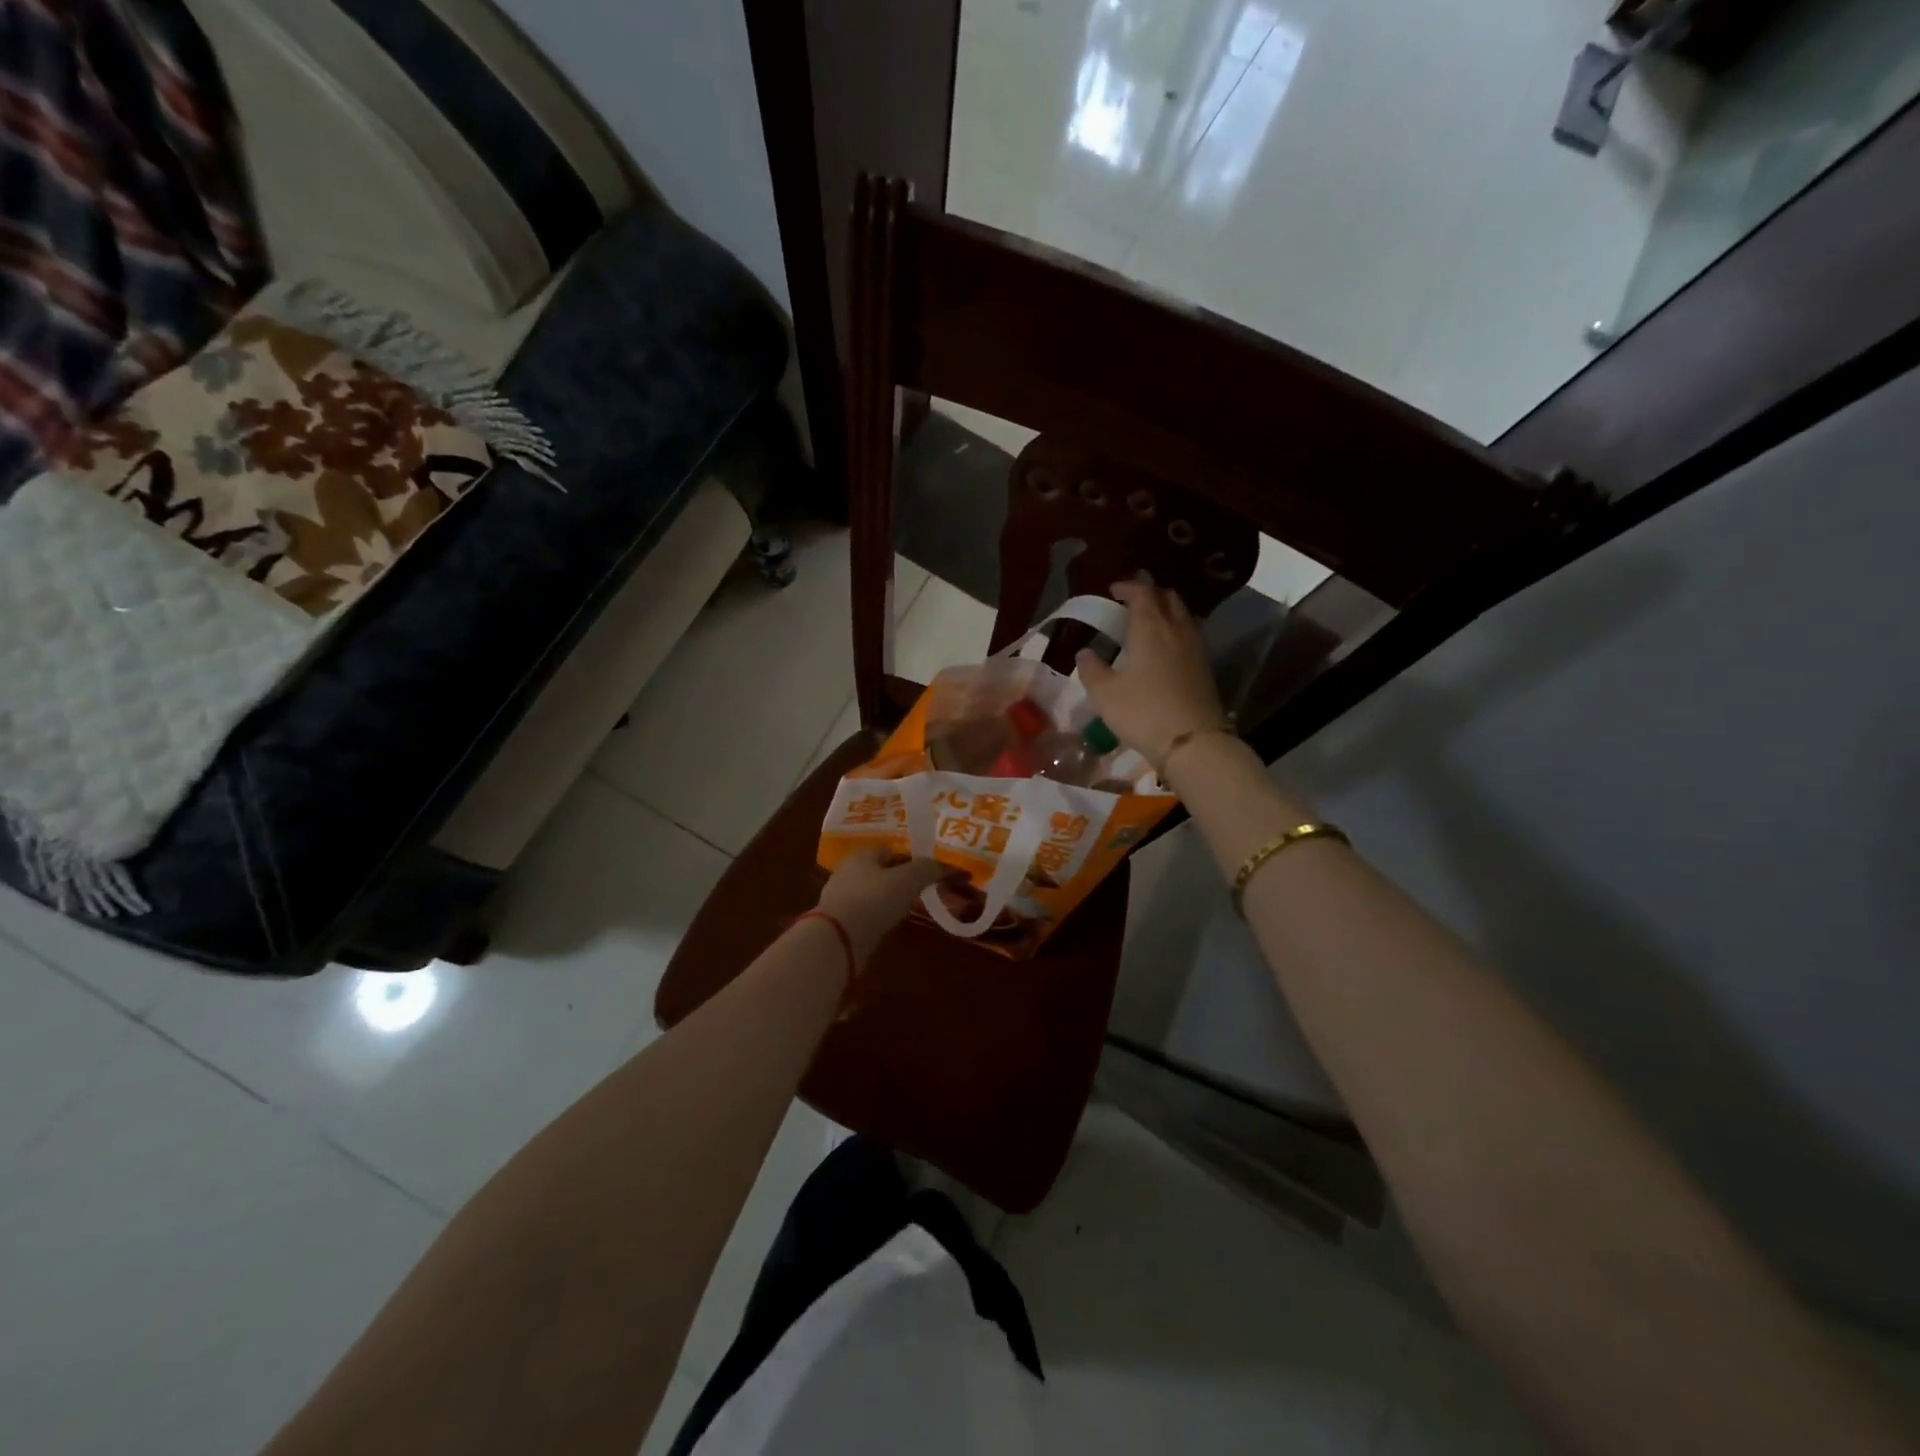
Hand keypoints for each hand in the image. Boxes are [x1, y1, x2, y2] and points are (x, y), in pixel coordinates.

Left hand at [816, 850, 949, 963]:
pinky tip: (893, 926)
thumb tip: (951, 868)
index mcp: (863, 854)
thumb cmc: (872, 900)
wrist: (836, 941)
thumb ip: (929, 869)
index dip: (915, 858)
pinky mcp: (841, 922)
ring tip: (913, 910)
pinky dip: (881, 917)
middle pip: (884, 871)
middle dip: (904, 879)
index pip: (894, 849)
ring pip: (876, 893)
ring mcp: (842, 898)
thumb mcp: (908, 879)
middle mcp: (849, 871)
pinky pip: (868, 914)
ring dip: (892, 900)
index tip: (933, 873)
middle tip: (927, 891)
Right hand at [1077, 580, 1228, 772]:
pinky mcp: (1206, 666)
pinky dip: (1175, 631)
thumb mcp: (1105, 694)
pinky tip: (1164, 649)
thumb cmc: (1142, 712)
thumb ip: (1091, 669)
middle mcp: (1176, 629)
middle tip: (1132, 604)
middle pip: (1168, 597)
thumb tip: (1085, 653)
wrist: (1193, 742)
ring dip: (1166, 612)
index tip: (1113, 591)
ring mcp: (1196, 647)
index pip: (1142, 592)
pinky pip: (1190, 635)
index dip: (1128, 587)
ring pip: (1182, 615)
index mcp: (1150, 627)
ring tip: (1148, 625)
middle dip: (1150, 595)